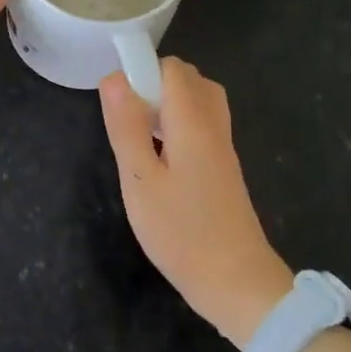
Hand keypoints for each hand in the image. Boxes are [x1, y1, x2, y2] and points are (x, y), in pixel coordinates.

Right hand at [100, 57, 292, 348]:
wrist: (237, 283)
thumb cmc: (182, 233)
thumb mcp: (140, 181)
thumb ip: (126, 127)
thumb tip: (113, 78)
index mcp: (193, 123)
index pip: (172, 68)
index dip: (142, 71)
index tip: (118, 103)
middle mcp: (213, 126)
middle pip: (188, 80)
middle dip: (154, 85)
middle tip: (129, 122)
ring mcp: (222, 147)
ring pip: (197, 102)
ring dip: (166, 106)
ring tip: (141, 137)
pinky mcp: (223, 167)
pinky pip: (201, 125)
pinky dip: (178, 125)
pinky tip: (159, 157)